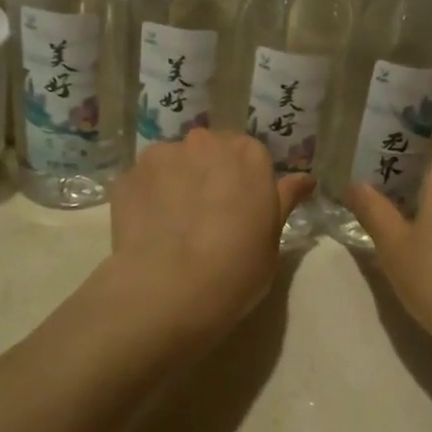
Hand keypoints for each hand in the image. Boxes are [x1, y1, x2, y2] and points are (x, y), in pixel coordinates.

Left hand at [103, 129, 310, 350]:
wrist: (170, 289)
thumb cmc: (237, 267)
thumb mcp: (273, 238)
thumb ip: (284, 200)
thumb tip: (305, 179)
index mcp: (248, 154)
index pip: (250, 155)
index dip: (244, 183)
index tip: (241, 209)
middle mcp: (204, 142)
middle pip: (209, 151)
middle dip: (209, 174)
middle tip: (208, 216)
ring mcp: (161, 156)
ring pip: (172, 163)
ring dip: (175, 182)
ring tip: (173, 225)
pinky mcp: (126, 177)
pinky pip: (143, 182)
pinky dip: (147, 198)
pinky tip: (150, 231)